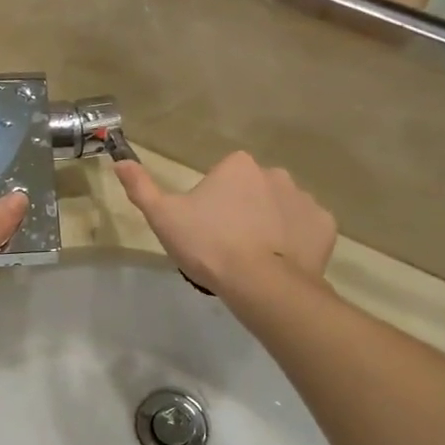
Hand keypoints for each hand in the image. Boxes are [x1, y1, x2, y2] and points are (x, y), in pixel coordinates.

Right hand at [114, 152, 335, 296]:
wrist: (261, 284)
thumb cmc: (208, 245)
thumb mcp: (163, 217)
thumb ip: (141, 187)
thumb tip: (120, 160)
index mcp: (237, 165)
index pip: (221, 178)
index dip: (210, 204)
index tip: (204, 229)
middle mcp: (275, 173)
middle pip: (252, 191)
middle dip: (242, 211)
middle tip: (227, 245)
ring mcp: (304, 199)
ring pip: (281, 208)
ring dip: (270, 225)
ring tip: (254, 258)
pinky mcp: (324, 226)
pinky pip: (305, 229)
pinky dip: (295, 242)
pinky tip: (279, 262)